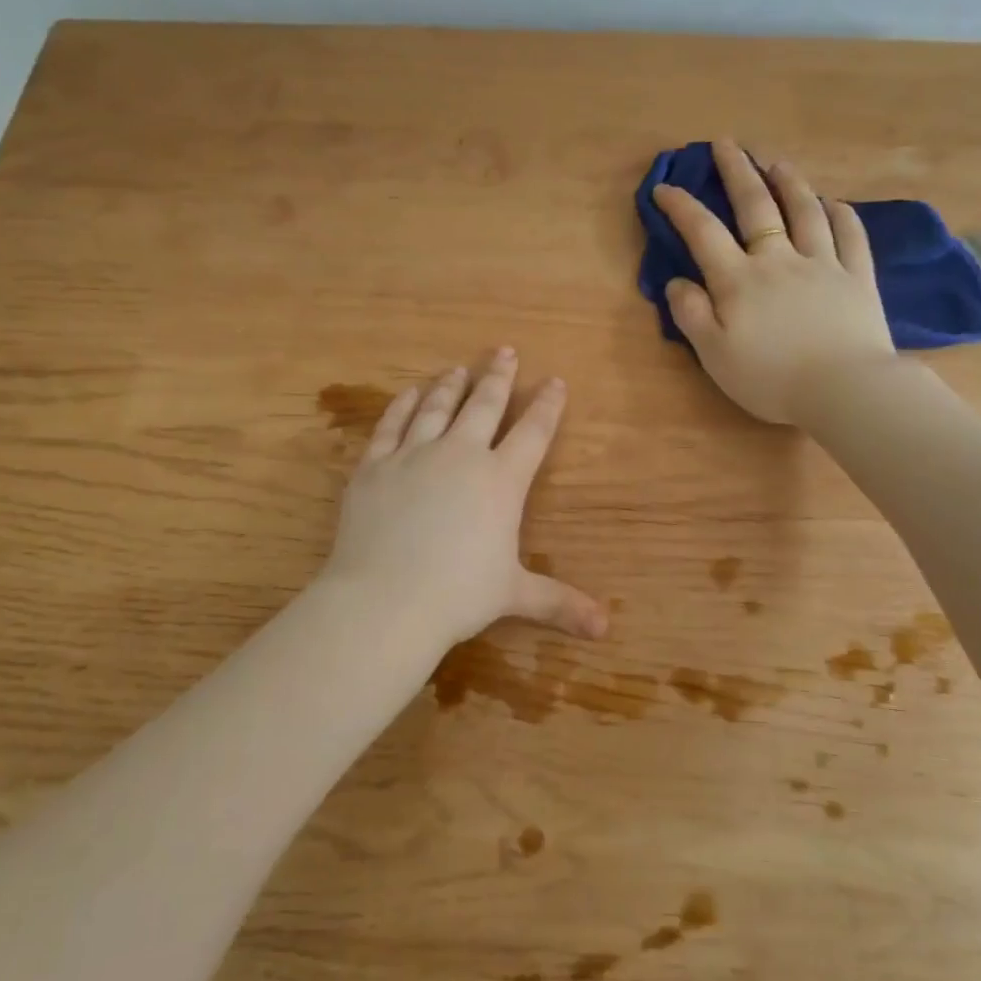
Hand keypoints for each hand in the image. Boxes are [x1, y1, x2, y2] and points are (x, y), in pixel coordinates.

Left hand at [321, 350, 607, 648]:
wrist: (385, 599)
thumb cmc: (458, 596)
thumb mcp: (514, 595)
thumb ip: (559, 603)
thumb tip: (606, 629)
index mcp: (501, 481)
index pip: (533, 433)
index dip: (547, 405)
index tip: (555, 381)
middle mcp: (460, 455)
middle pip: (484, 405)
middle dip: (499, 376)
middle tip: (505, 351)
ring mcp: (414, 455)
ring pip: (437, 407)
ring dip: (450, 385)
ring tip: (458, 368)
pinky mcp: (375, 466)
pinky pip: (390, 425)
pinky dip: (401, 406)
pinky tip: (409, 394)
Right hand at [653, 139, 895, 423]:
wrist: (844, 389)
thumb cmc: (771, 378)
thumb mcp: (715, 355)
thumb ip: (692, 315)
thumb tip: (677, 281)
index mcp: (739, 280)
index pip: (704, 233)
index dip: (681, 207)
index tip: (665, 187)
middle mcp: (779, 260)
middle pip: (757, 206)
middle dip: (737, 171)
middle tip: (726, 144)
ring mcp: (823, 264)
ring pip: (805, 211)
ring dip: (789, 182)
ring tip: (776, 162)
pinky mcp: (858, 278)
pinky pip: (850, 236)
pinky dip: (840, 215)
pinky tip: (834, 203)